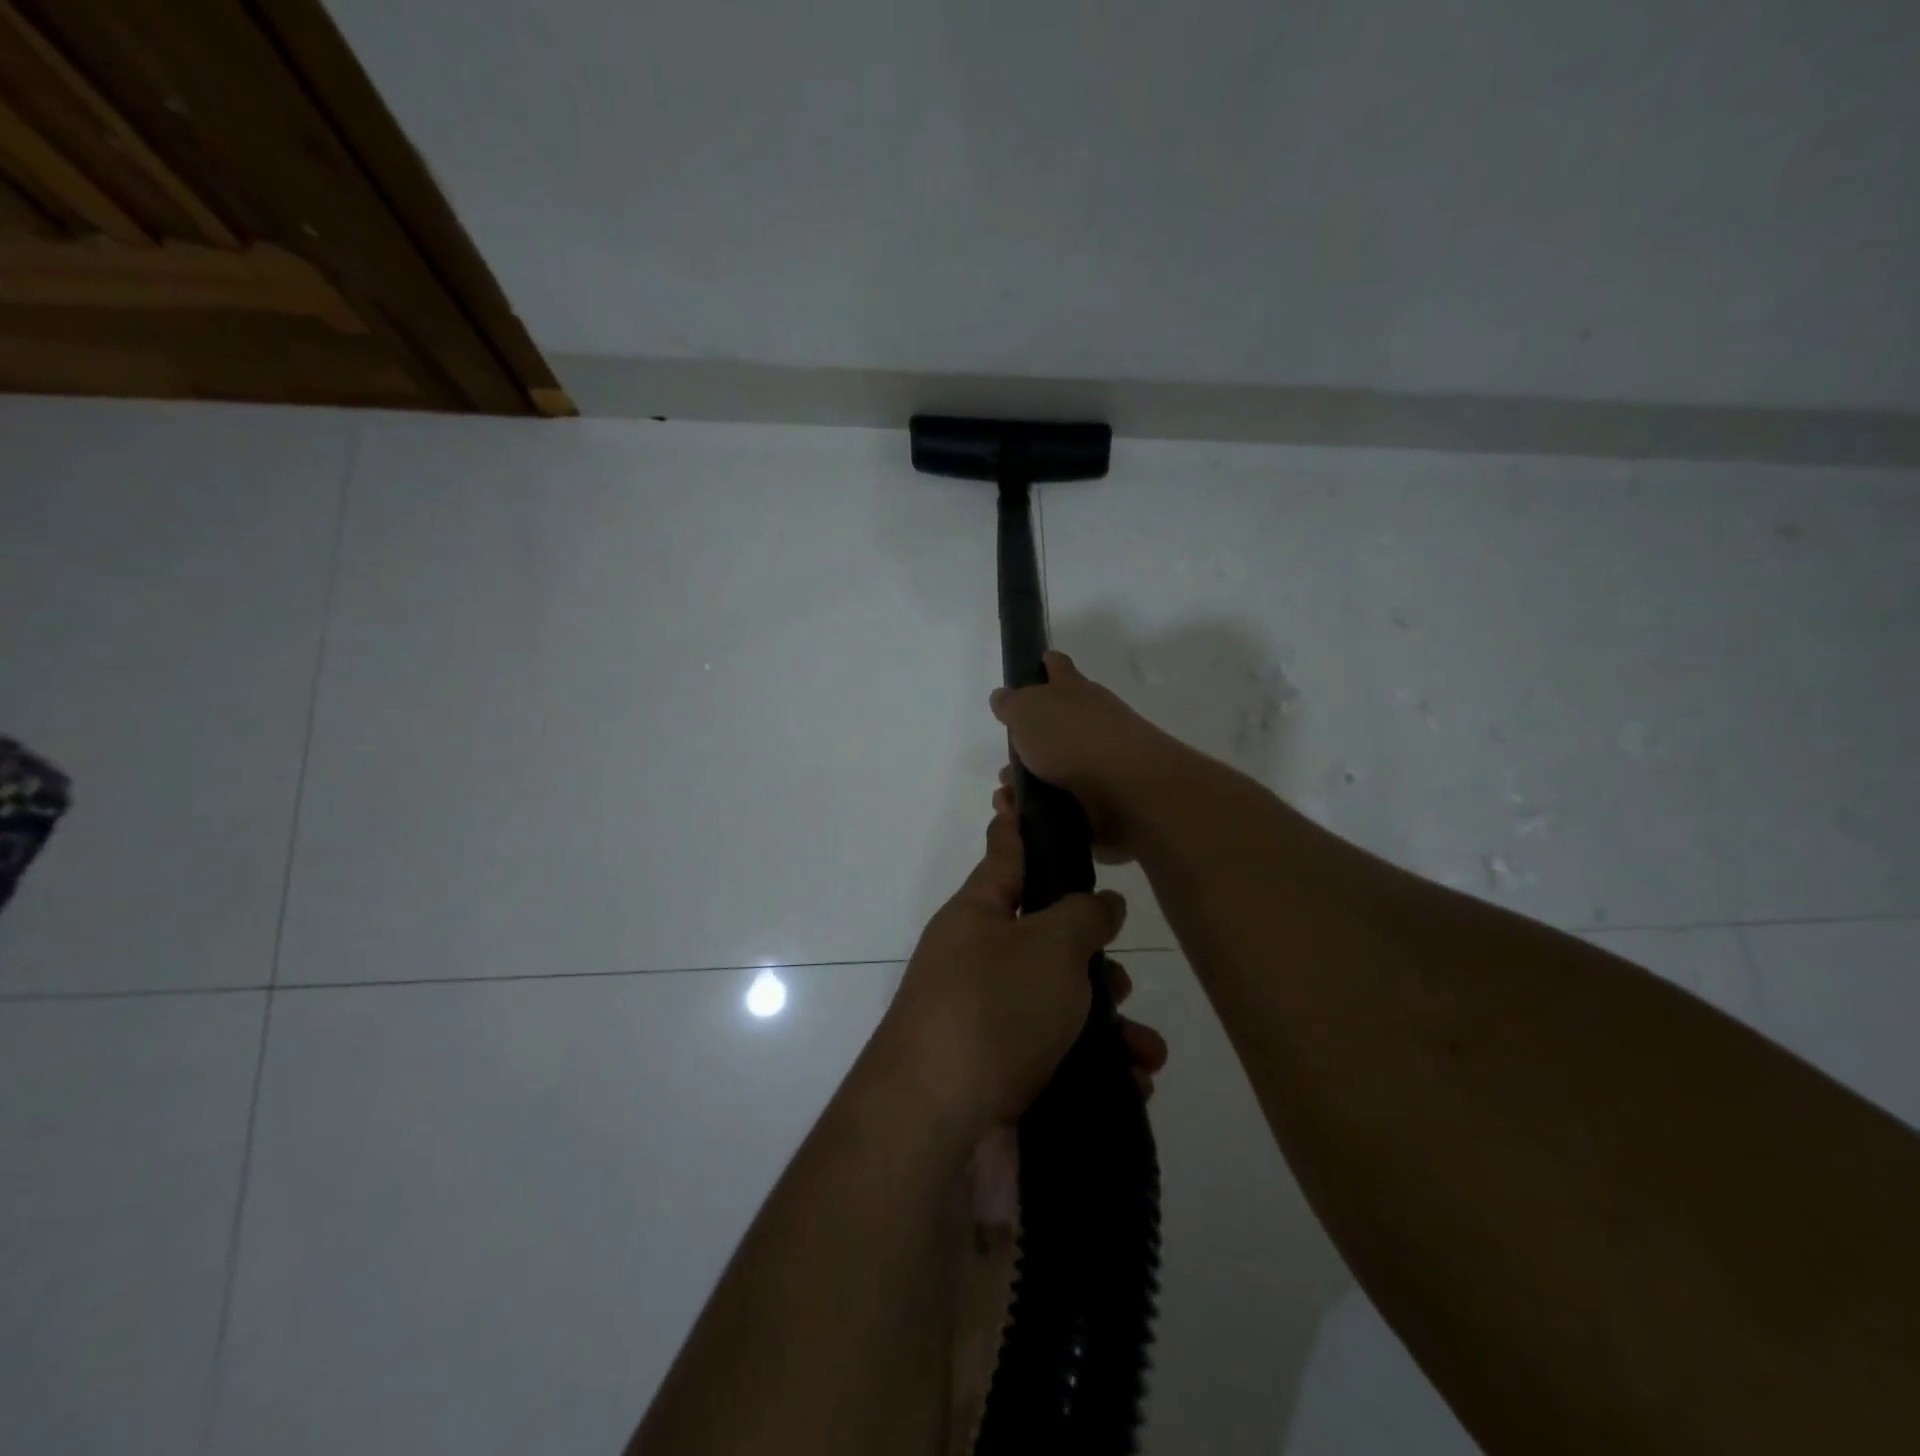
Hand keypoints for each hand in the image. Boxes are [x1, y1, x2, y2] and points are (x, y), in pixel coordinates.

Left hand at [873, 790, 1164, 1133]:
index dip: (1020, 823)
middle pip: (1044, 939)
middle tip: (1120, 979)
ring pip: (1059, 1005)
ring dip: (1107, 1023)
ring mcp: (986, 1021)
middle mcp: (976, 961)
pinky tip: (1132, 1082)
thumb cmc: (992, 1009)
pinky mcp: (1000, 1076)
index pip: (1005, 853)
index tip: (1021, 793)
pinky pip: (1059, 1056)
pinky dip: (1097, 1067)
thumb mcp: (1048, 945)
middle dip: (1092, 958)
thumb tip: (1100, 903)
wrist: (937, 1125)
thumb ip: (1082, 915)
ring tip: (1144, 1047)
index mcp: (978, 915)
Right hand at [989, 651, 1190, 862]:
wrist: (1126, 790)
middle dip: (1024, 747)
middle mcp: (1089, 722)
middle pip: (1052, 728)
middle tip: (1004, 766)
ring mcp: (1097, 763)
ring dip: (1026, 787)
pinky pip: (1061, 806)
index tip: (1037, 665)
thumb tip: (1003, 697)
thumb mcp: (1028, 710)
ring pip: (1052, 772)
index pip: (1059, 668)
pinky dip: (1040, 813)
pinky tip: (1021, 821)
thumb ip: (1012, 703)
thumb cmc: (1073, 738)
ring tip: (1008, 801)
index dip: (1047, 665)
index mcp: (1073, 692)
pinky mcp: (1099, 801)